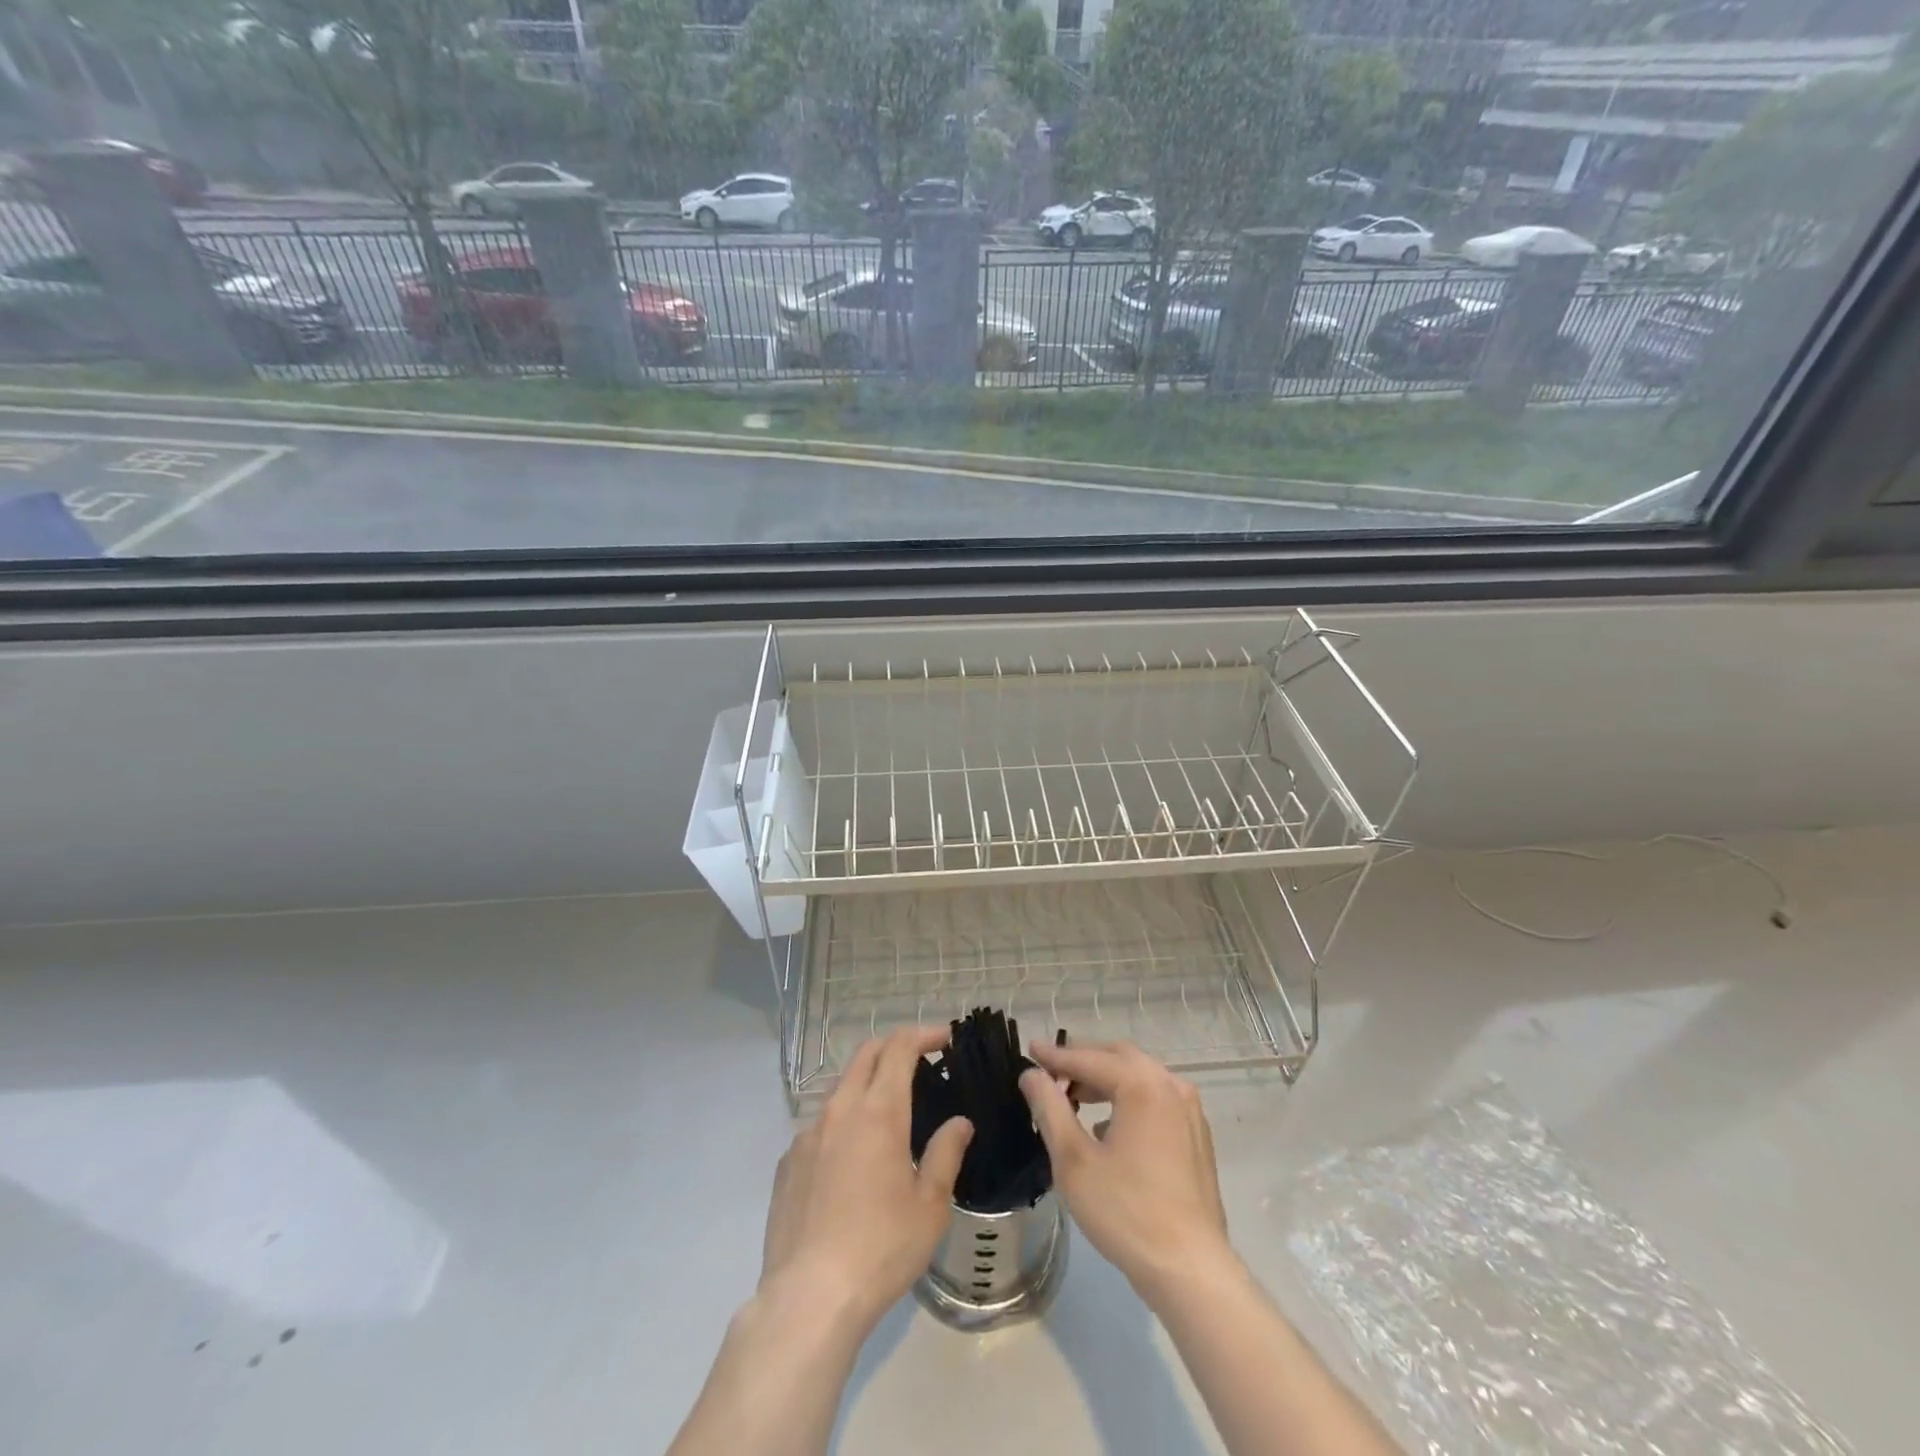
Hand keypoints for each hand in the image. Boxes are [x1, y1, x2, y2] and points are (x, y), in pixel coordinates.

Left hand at [760, 1026, 972, 1331]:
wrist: (809, 1297)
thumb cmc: (881, 1248)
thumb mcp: (930, 1205)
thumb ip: (946, 1154)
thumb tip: (960, 1123)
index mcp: (879, 1111)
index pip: (899, 1047)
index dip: (923, 1034)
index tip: (943, 1039)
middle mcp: (840, 1109)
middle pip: (866, 1054)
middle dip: (894, 1047)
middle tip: (919, 1061)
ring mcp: (808, 1134)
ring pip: (840, 1087)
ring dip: (866, 1083)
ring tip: (887, 1112)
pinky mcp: (788, 1161)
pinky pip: (819, 1125)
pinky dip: (842, 1122)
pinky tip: (851, 1159)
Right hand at [1019, 1039, 1231, 1304]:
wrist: (1190, 1270)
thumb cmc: (1126, 1212)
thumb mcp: (1073, 1160)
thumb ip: (1050, 1108)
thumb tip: (1031, 1075)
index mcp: (1142, 1085)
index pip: (1090, 1058)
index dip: (1056, 1055)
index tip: (1030, 1049)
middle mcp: (1170, 1085)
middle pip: (1119, 1057)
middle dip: (1084, 1060)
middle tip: (1051, 1070)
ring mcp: (1189, 1110)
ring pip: (1141, 1076)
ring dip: (1107, 1078)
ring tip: (1074, 1096)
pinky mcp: (1197, 1135)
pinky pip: (1157, 1098)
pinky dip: (1129, 1097)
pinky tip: (1109, 1125)